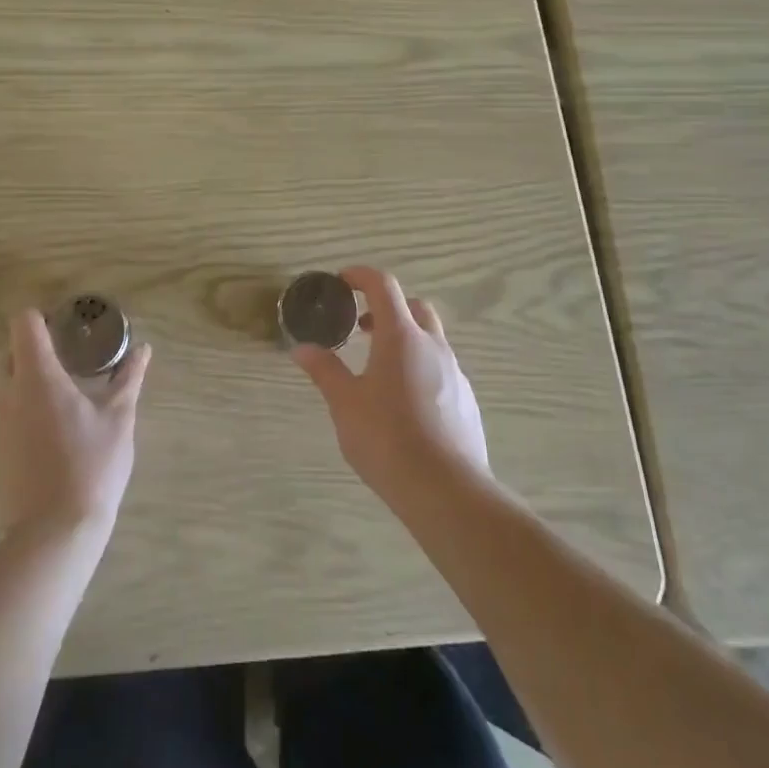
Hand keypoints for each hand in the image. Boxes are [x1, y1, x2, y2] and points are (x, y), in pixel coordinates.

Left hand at [0, 310, 149, 542]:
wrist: (53, 535)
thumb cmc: (91, 466)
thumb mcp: (119, 419)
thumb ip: (129, 378)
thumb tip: (143, 350)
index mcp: (36, 377)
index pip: (24, 324)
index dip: (43, 318)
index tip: (68, 329)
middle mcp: (7, 394)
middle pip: (13, 353)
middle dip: (39, 351)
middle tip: (74, 362)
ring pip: (8, 386)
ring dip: (32, 383)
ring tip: (67, 399)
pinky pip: (7, 416)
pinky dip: (25, 413)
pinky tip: (54, 436)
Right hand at [291, 266, 488, 511]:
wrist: (447, 491)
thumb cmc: (387, 439)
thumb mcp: (345, 404)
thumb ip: (325, 370)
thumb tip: (301, 348)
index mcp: (401, 336)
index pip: (383, 285)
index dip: (361, 276)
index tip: (341, 282)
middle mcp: (433, 346)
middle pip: (414, 307)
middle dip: (388, 307)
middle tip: (362, 327)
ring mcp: (455, 373)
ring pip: (431, 339)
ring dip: (406, 340)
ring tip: (380, 370)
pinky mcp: (467, 401)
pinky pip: (442, 370)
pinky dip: (421, 368)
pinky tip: (405, 404)